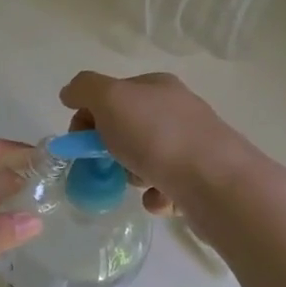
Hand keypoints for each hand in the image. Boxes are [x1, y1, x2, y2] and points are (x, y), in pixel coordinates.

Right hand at [59, 71, 244, 214]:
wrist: (215, 182)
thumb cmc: (157, 135)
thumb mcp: (110, 98)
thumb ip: (84, 89)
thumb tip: (69, 93)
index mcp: (157, 86)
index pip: (111, 95)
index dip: (88, 115)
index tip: (78, 140)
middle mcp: (177, 111)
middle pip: (126, 129)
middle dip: (109, 148)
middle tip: (107, 163)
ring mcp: (192, 145)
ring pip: (144, 160)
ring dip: (132, 175)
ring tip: (139, 183)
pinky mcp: (201, 179)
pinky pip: (165, 188)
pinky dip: (156, 196)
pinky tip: (159, 199)